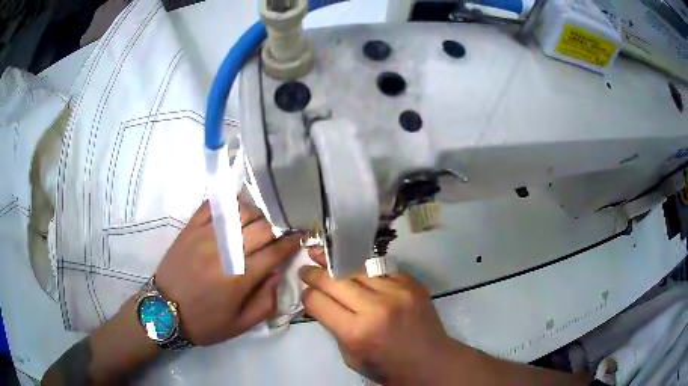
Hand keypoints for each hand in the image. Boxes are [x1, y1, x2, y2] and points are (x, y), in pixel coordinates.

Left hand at [155, 200, 300, 345]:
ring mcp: (206, 236)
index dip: (291, 243)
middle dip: (277, 230)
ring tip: (256, 225)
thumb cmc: (204, 322)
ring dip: (256, 215)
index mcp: (240, 278)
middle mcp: (226, 252)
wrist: (163, 312)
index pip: (275, 252)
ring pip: (241, 212)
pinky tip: (235, 211)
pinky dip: (229, 203)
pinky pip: (213, 205)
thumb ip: (266, 302)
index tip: (299, 238)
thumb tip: (278, 274)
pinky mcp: (190, 228)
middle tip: (277, 236)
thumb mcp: (240, 325)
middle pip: (262, 228)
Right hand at [299, 249, 453, 384]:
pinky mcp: (412, 283)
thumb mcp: (350, 356)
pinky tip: (356, 268)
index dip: (308, 296)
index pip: (318, 302)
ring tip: (324, 254)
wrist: (430, 361)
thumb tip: (321, 302)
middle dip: (315, 273)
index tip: (306, 292)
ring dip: (337, 263)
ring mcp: (397, 292)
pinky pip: (380, 269)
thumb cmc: (387, 366)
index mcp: (356, 332)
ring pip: (357, 269)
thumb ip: (334, 327)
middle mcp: (376, 308)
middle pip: (334, 280)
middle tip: (305, 267)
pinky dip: (365, 269)